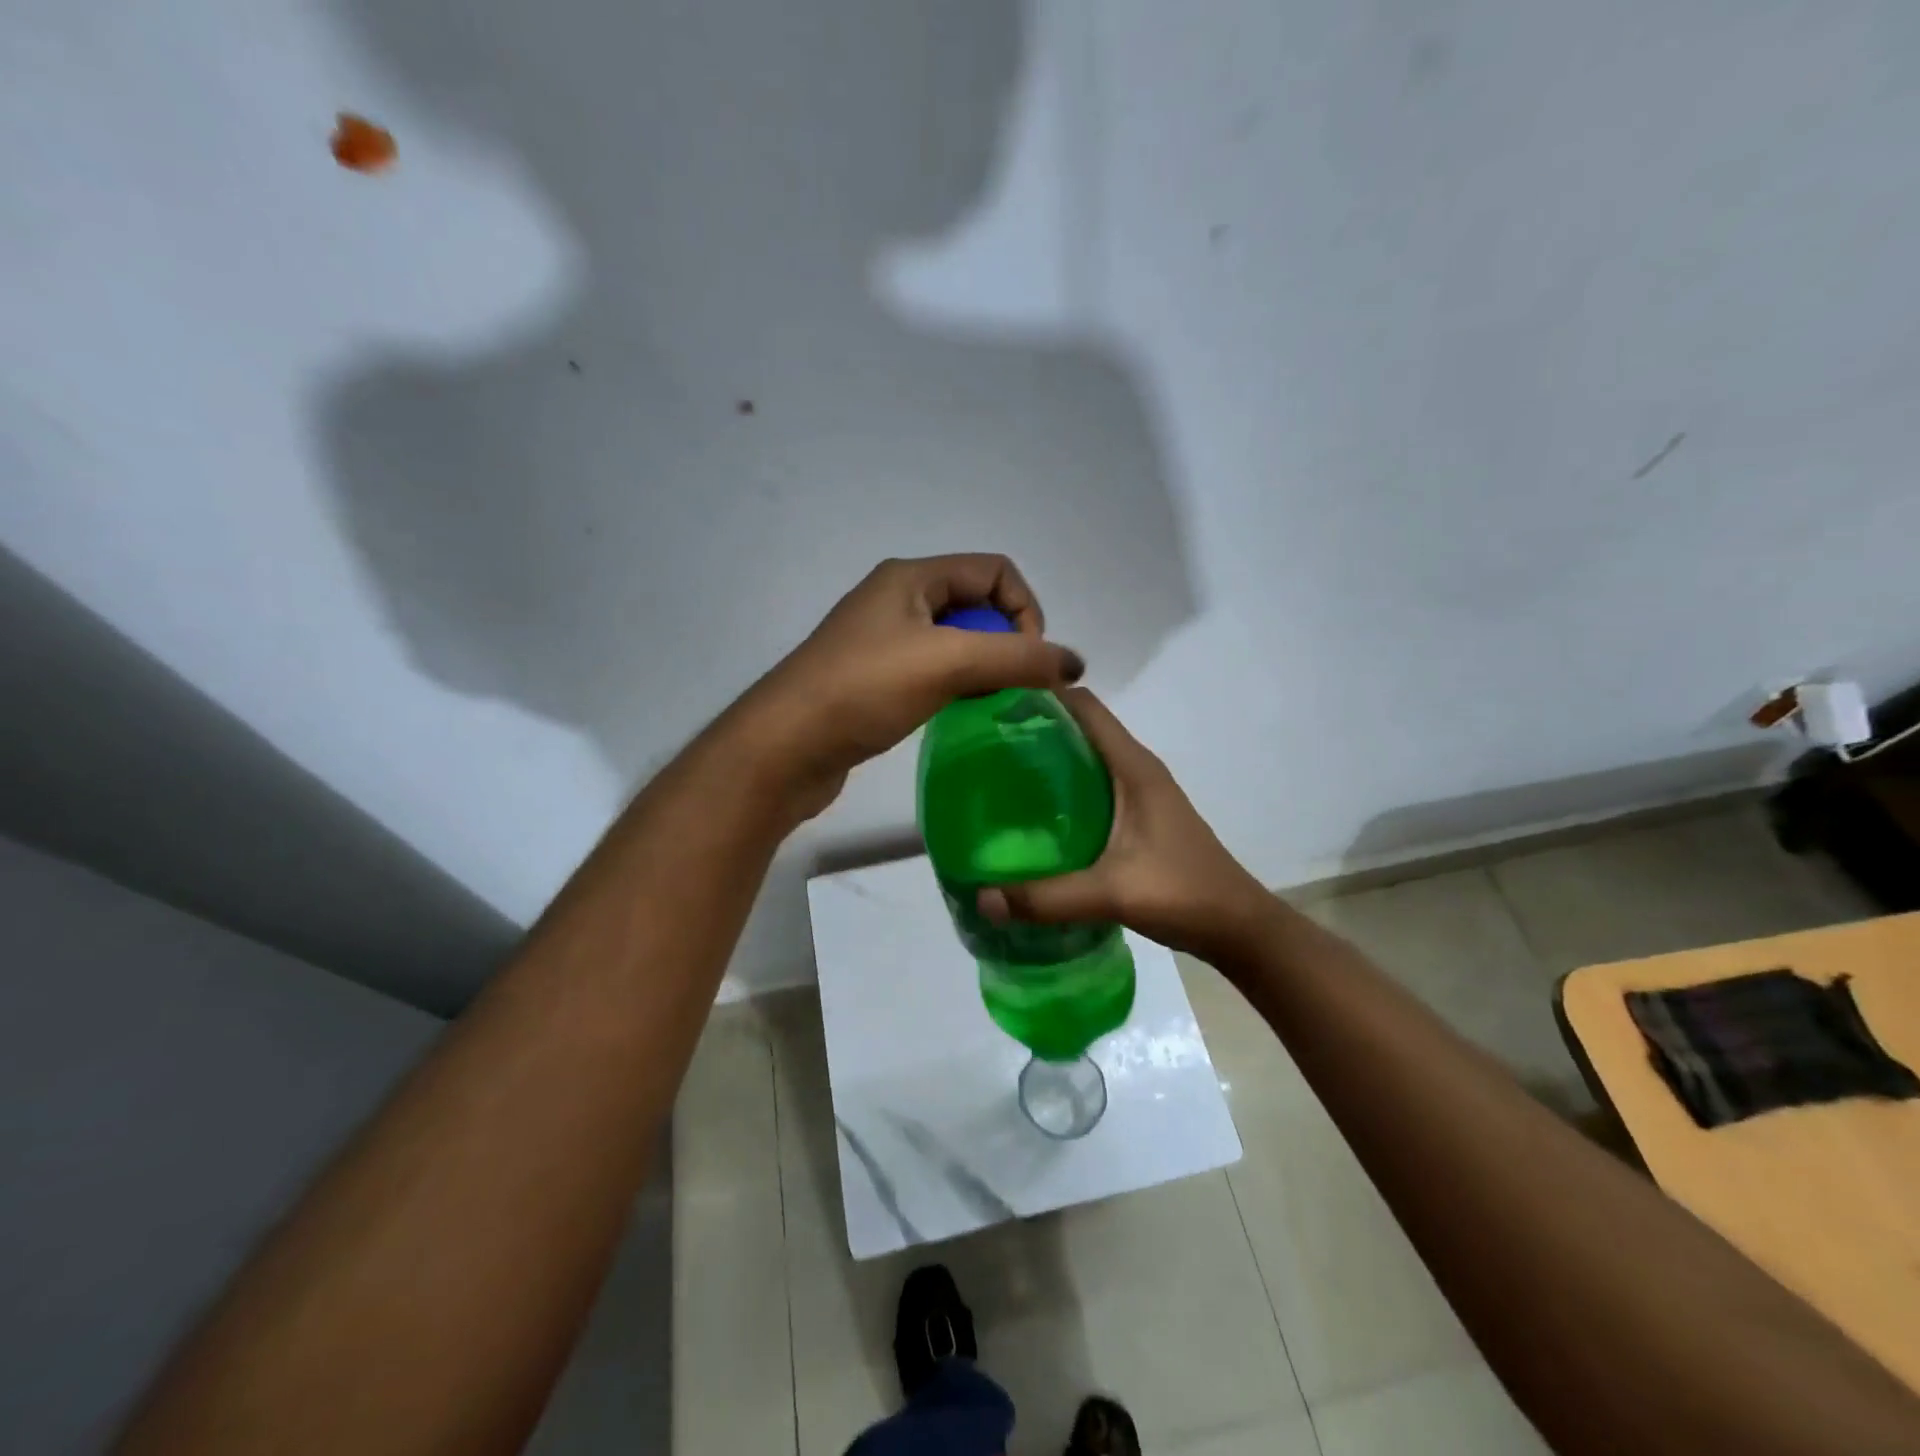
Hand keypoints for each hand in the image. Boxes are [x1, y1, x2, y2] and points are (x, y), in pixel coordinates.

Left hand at [742, 555, 1084, 817]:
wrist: (785, 747)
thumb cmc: (864, 690)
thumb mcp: (948, 663)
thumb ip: (1018, 658)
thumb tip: (1075, 664)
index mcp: (911, 578)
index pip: (995, 571)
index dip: (1025, 609)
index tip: (1027, 660)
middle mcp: (896, 599)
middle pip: (977, 603)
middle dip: (1005, 640)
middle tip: (1008, 685)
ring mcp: (882, 640)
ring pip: (956, 640)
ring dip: (983, 665)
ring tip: (986, 702)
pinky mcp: (874, 679)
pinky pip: (933, 669)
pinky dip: (957, 685)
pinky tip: (956, 713)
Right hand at [976, 688, 1272, 962]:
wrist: (1239, 928)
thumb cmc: (1184, 894)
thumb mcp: (1112, 894)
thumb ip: (1047, 898)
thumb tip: (981, 899)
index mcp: (1133, 767)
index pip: (1085, 706)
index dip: (1042, 694)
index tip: (994, 704)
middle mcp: (1136, 770)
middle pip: (1080, 728)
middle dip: (1034, 728)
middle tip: (982, 745)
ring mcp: (1139, 794)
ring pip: (1085, 759)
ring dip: (1046, 760)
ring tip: (996, 777)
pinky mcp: (1137, 818)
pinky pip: (1090, 788)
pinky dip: (1060, 790)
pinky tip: (1032, 818)